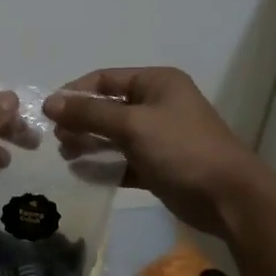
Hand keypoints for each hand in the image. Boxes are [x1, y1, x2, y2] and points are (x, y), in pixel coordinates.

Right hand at [44, 67, 270, 237]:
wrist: (228, 197)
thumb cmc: (181, 149)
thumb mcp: (132, 125)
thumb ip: (90, 113)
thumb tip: (50, 103)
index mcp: (157, 83)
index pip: (105, 78)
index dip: (75, 93)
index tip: (48, 113)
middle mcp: (158, 104)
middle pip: (108, 107)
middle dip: (80, 121)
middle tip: (56, 140)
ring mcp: (160, 136)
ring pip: (114, 135)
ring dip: (89, 143)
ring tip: (65, 156)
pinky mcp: (159, 166)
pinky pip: (124, 161)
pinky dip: (105, 166)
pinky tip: (82, 174)